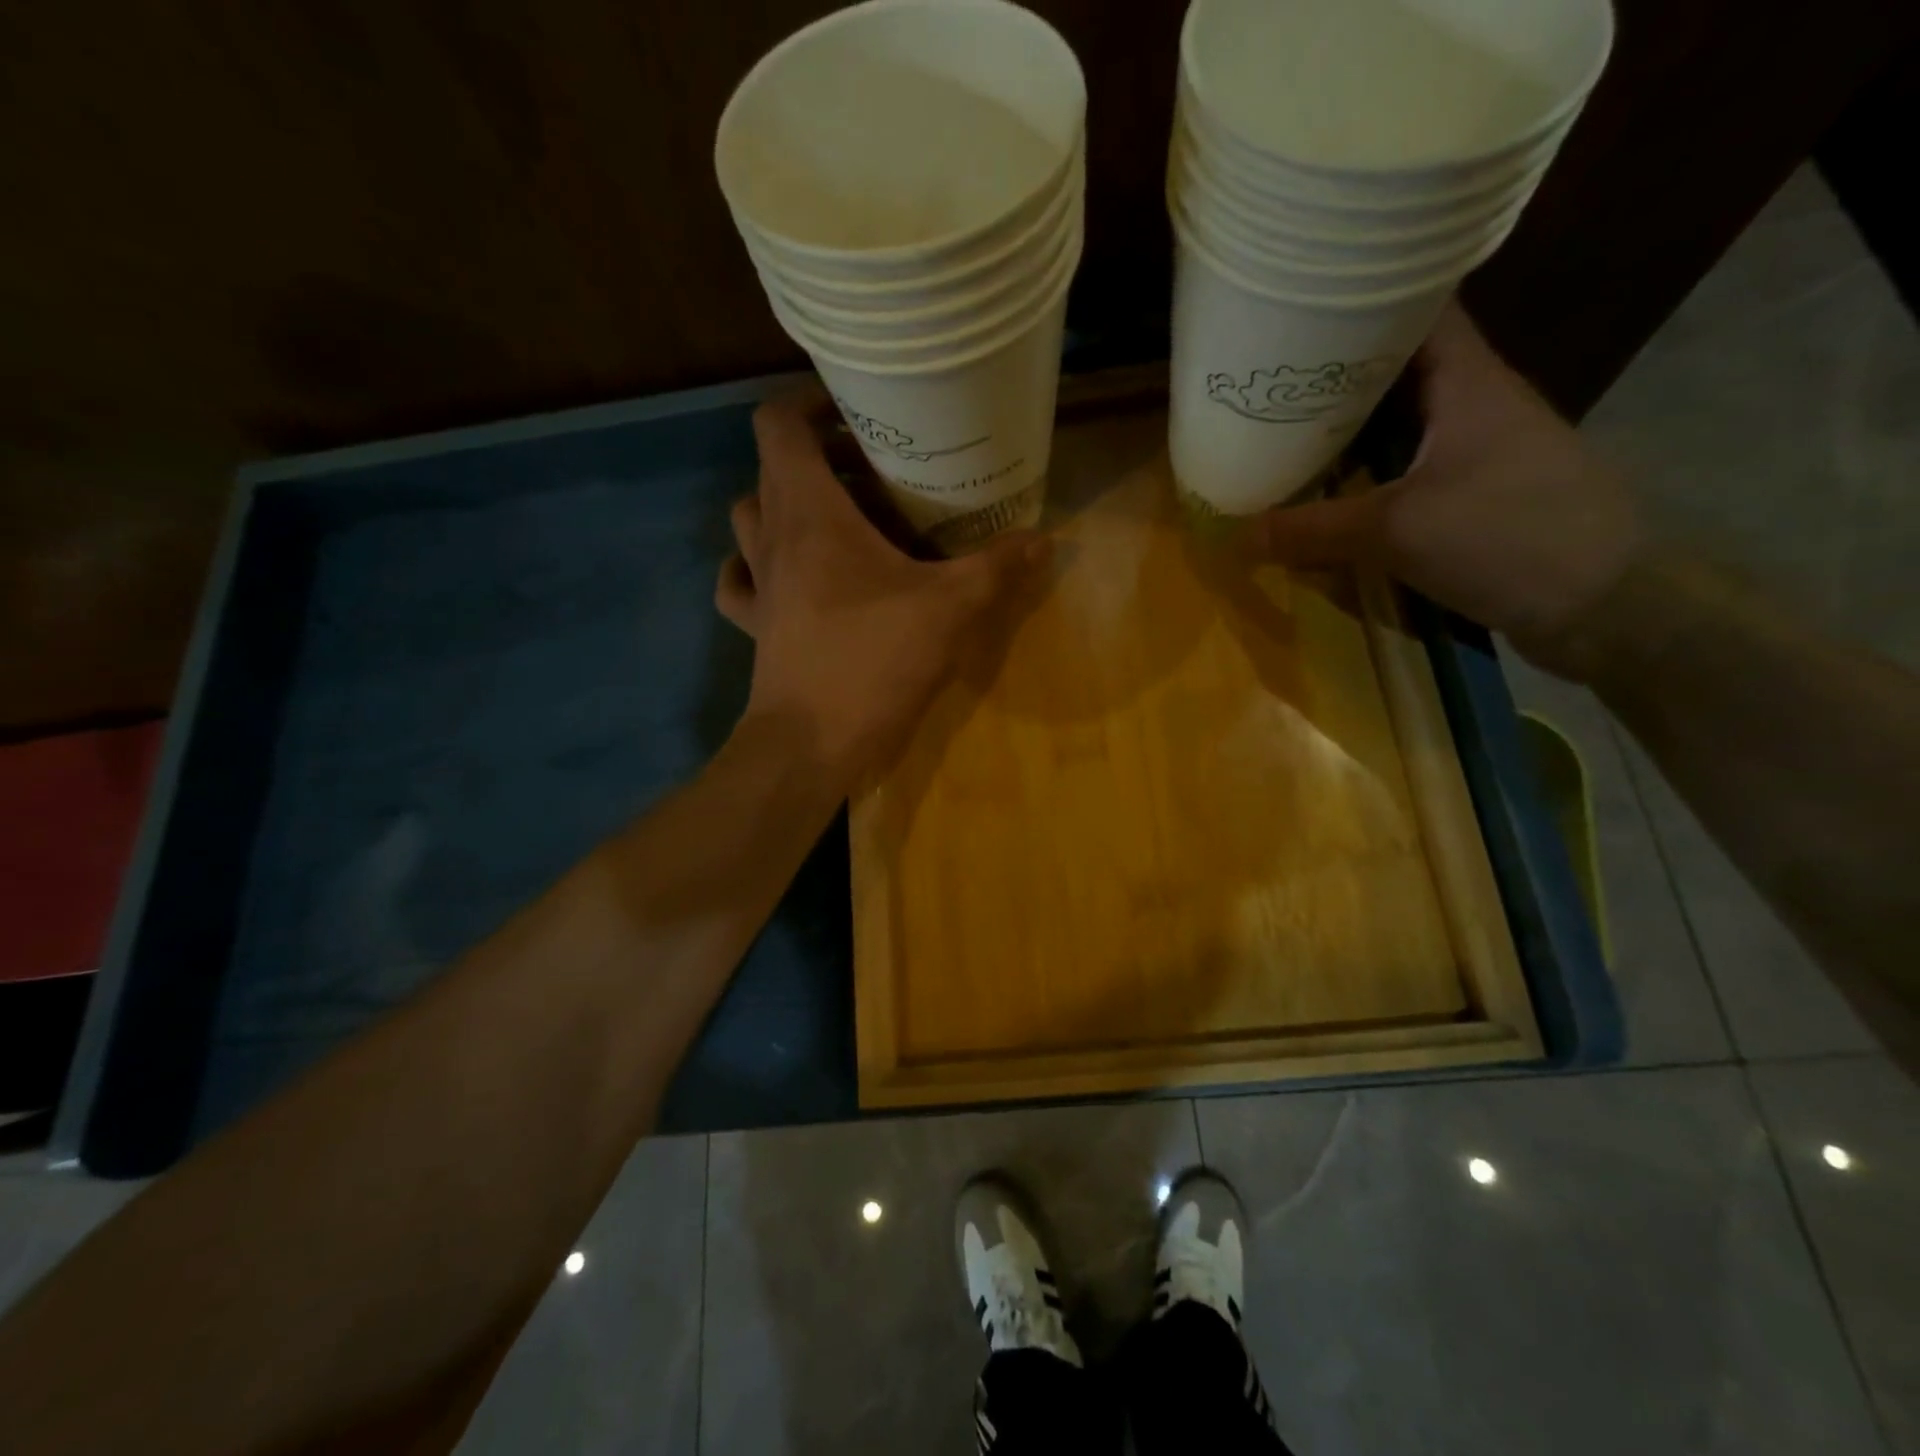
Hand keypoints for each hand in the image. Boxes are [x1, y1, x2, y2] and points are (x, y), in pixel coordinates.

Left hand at [715, 391, 1050, 785]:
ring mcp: (758, 584)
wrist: (811, 744)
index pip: (779, 424)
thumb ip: (997, 568)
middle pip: (772, 467)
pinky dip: (756, 565)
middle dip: (817, 456)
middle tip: (872, 470)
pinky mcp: (755, 626)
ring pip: (752, 518)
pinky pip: (741, 579)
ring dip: (785, 505)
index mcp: (809, 512)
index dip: (809, 403)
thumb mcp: (950, 610)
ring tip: (837, 518)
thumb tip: (1046, 539)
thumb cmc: (873, 662)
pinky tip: (786, 575)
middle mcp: (772, 537)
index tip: (857, 412)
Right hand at [1252, 303, 1645, 680]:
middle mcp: (1469, 403)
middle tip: (1264, 387)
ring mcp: (1472, 450)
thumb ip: (1313, 530)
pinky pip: (1402, 472)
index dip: (1359, 302)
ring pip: (1395, 426)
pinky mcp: (1471, 494)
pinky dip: (1363, 479)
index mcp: (1465, 379)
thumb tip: (1238, 537)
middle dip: (1331, 378)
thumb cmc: (1508, 535)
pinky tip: (1325, 496)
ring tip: (1279, 438)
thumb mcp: (1396, 531)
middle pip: (1392, 371)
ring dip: (1344, 434)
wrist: (1604, 603)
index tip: (1297, 313)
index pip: (1414, 308)